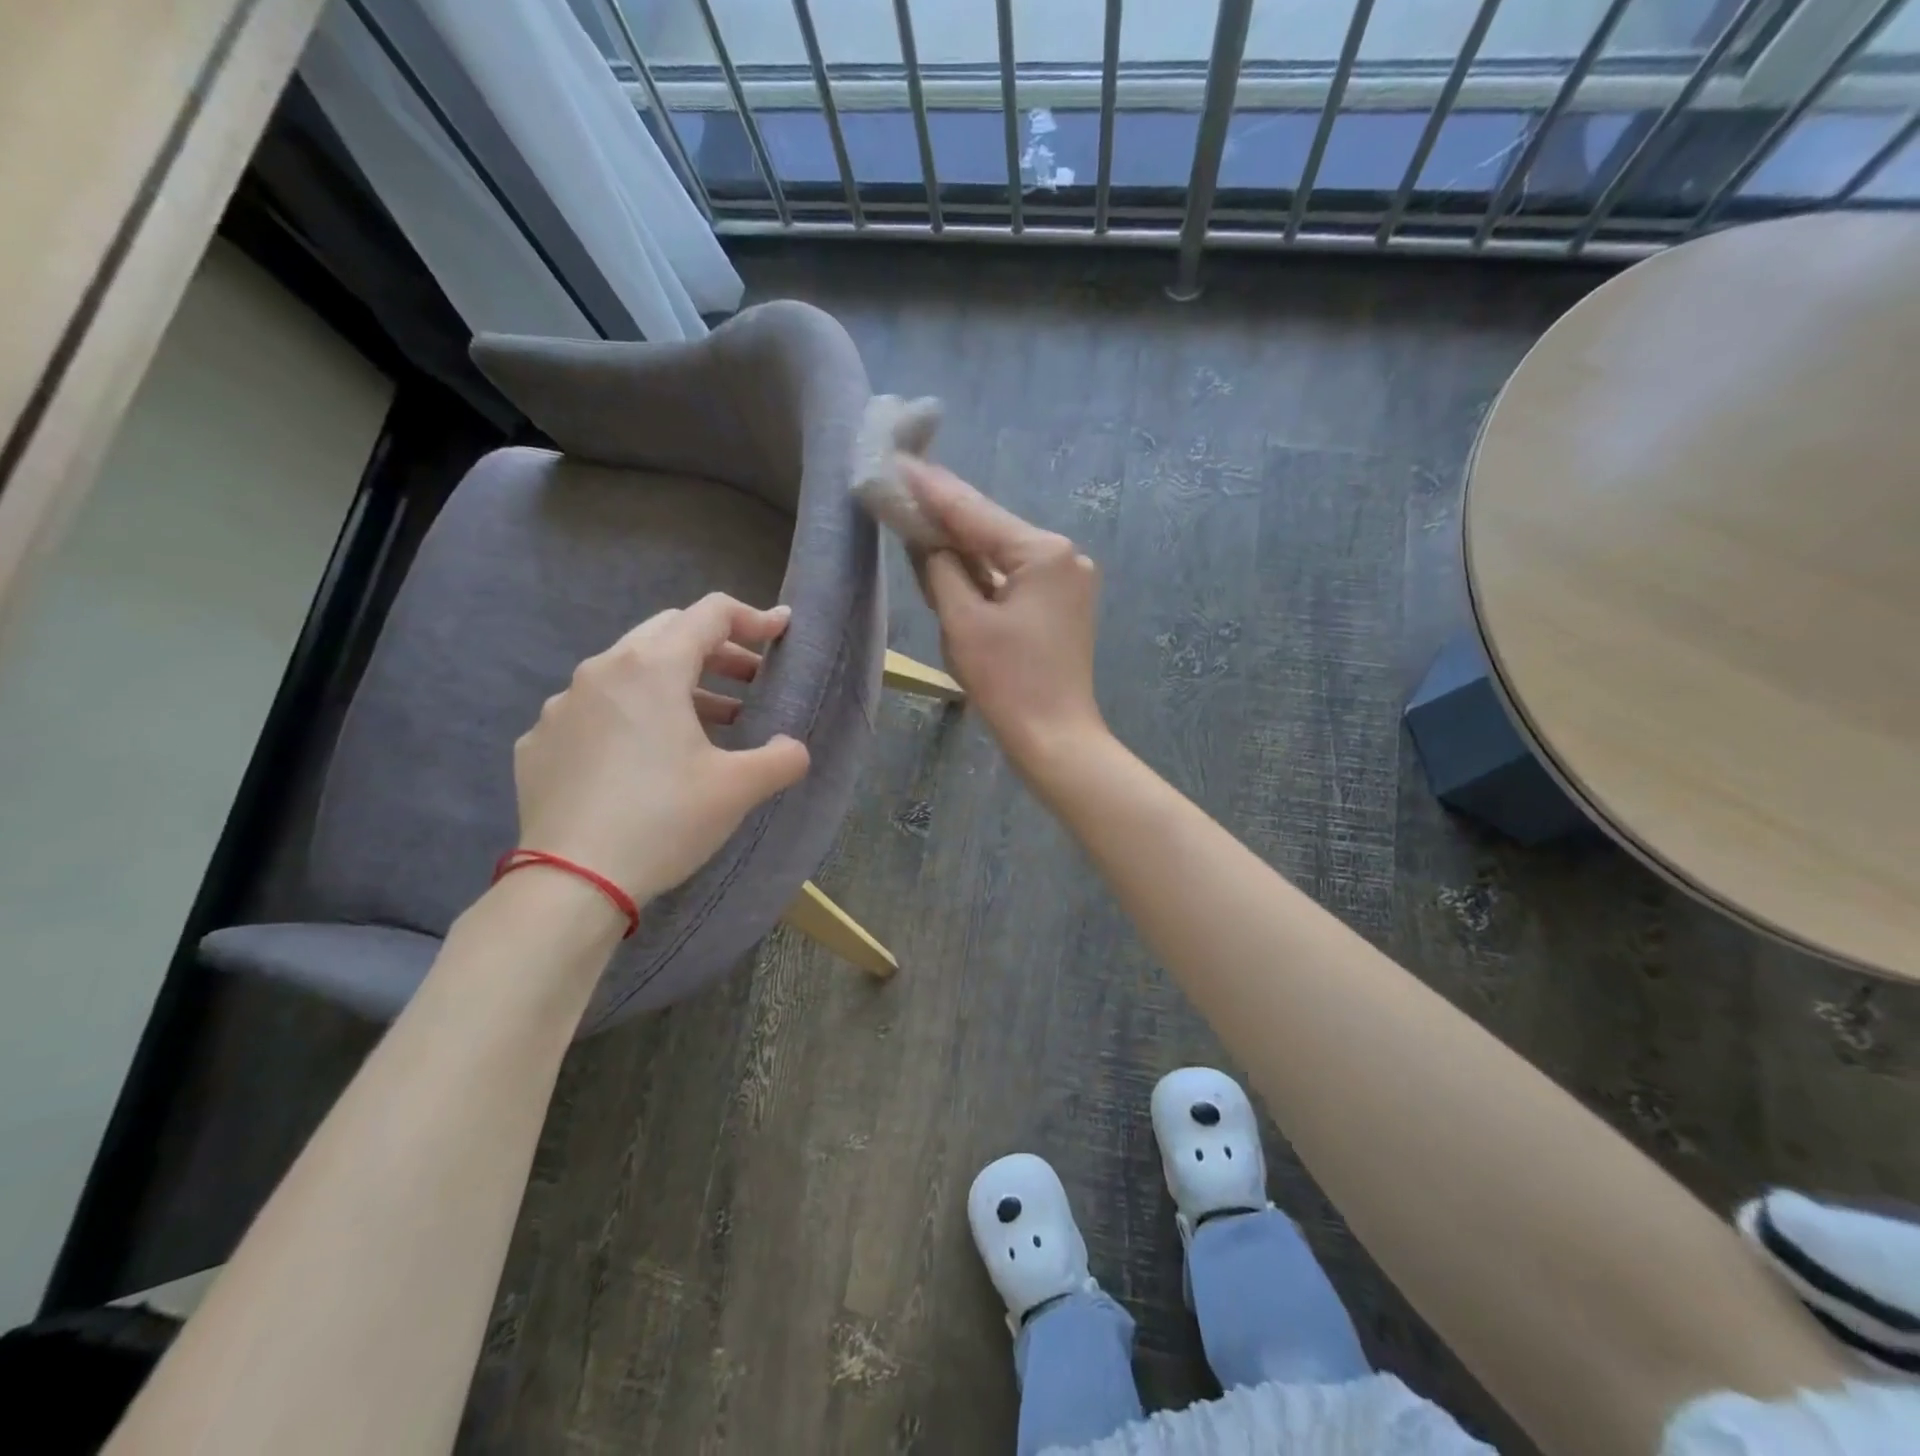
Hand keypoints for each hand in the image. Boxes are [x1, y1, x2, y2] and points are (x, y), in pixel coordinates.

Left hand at [513, 595, 810, 904]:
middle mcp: (602, 671)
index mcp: (653, 668)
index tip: (781, 632)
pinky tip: (643, 759)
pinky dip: (630, 717)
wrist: (572, 882)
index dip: (753, 617)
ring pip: (628, 672)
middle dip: (716, 650)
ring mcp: (562, 706)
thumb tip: (793, 748)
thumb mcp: (738, 789)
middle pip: (668, 633)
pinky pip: (594, 711)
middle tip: (748, 681)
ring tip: (708, 723)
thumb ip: (781, 758)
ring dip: (675, 685)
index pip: (710, 614)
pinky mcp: (539, 742)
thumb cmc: (664, 820)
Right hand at [906, 460, 1105, 770]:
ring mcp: (1068, 580)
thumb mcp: (963, 622)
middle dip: (947, 516)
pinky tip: (953, 561)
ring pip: (1002, 554)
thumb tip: (927, 540)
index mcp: (1044, 552)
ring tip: (919, 519)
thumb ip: (941, 569)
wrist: (1055, 738)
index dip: (932, 489)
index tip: (898, 461)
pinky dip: (983, 574)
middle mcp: (1064, 556)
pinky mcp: (1062, 604)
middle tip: (903, 488)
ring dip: (963, 546)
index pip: (975, 512)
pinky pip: (1014, 577)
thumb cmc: (1007, 682)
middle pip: (992, 529)